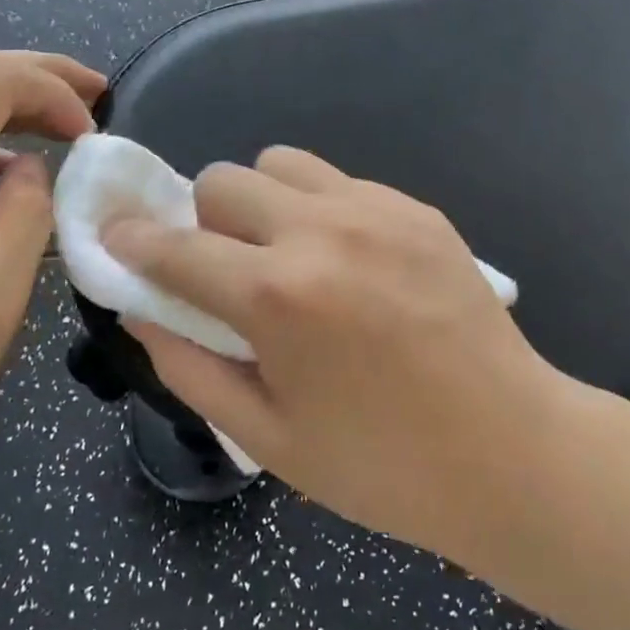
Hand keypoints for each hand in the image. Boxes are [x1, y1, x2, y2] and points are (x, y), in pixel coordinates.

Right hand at [105, 148, 557, 560]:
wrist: (511, 450)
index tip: (119, 239)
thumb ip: (189, 366)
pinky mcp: (417, 208)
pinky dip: (320, 209)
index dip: (133, 241)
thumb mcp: (268, 436)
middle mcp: (320, 232)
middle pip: (224, 180)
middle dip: (205, 223)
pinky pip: (340, 182)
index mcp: (277, 297)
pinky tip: (351, 263)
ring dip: (262, 203)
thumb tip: (140, 310)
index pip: (174, 246)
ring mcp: (376, 210)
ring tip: (289, 256)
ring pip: (281, 163)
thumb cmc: (382, 465)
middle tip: (230, 272)